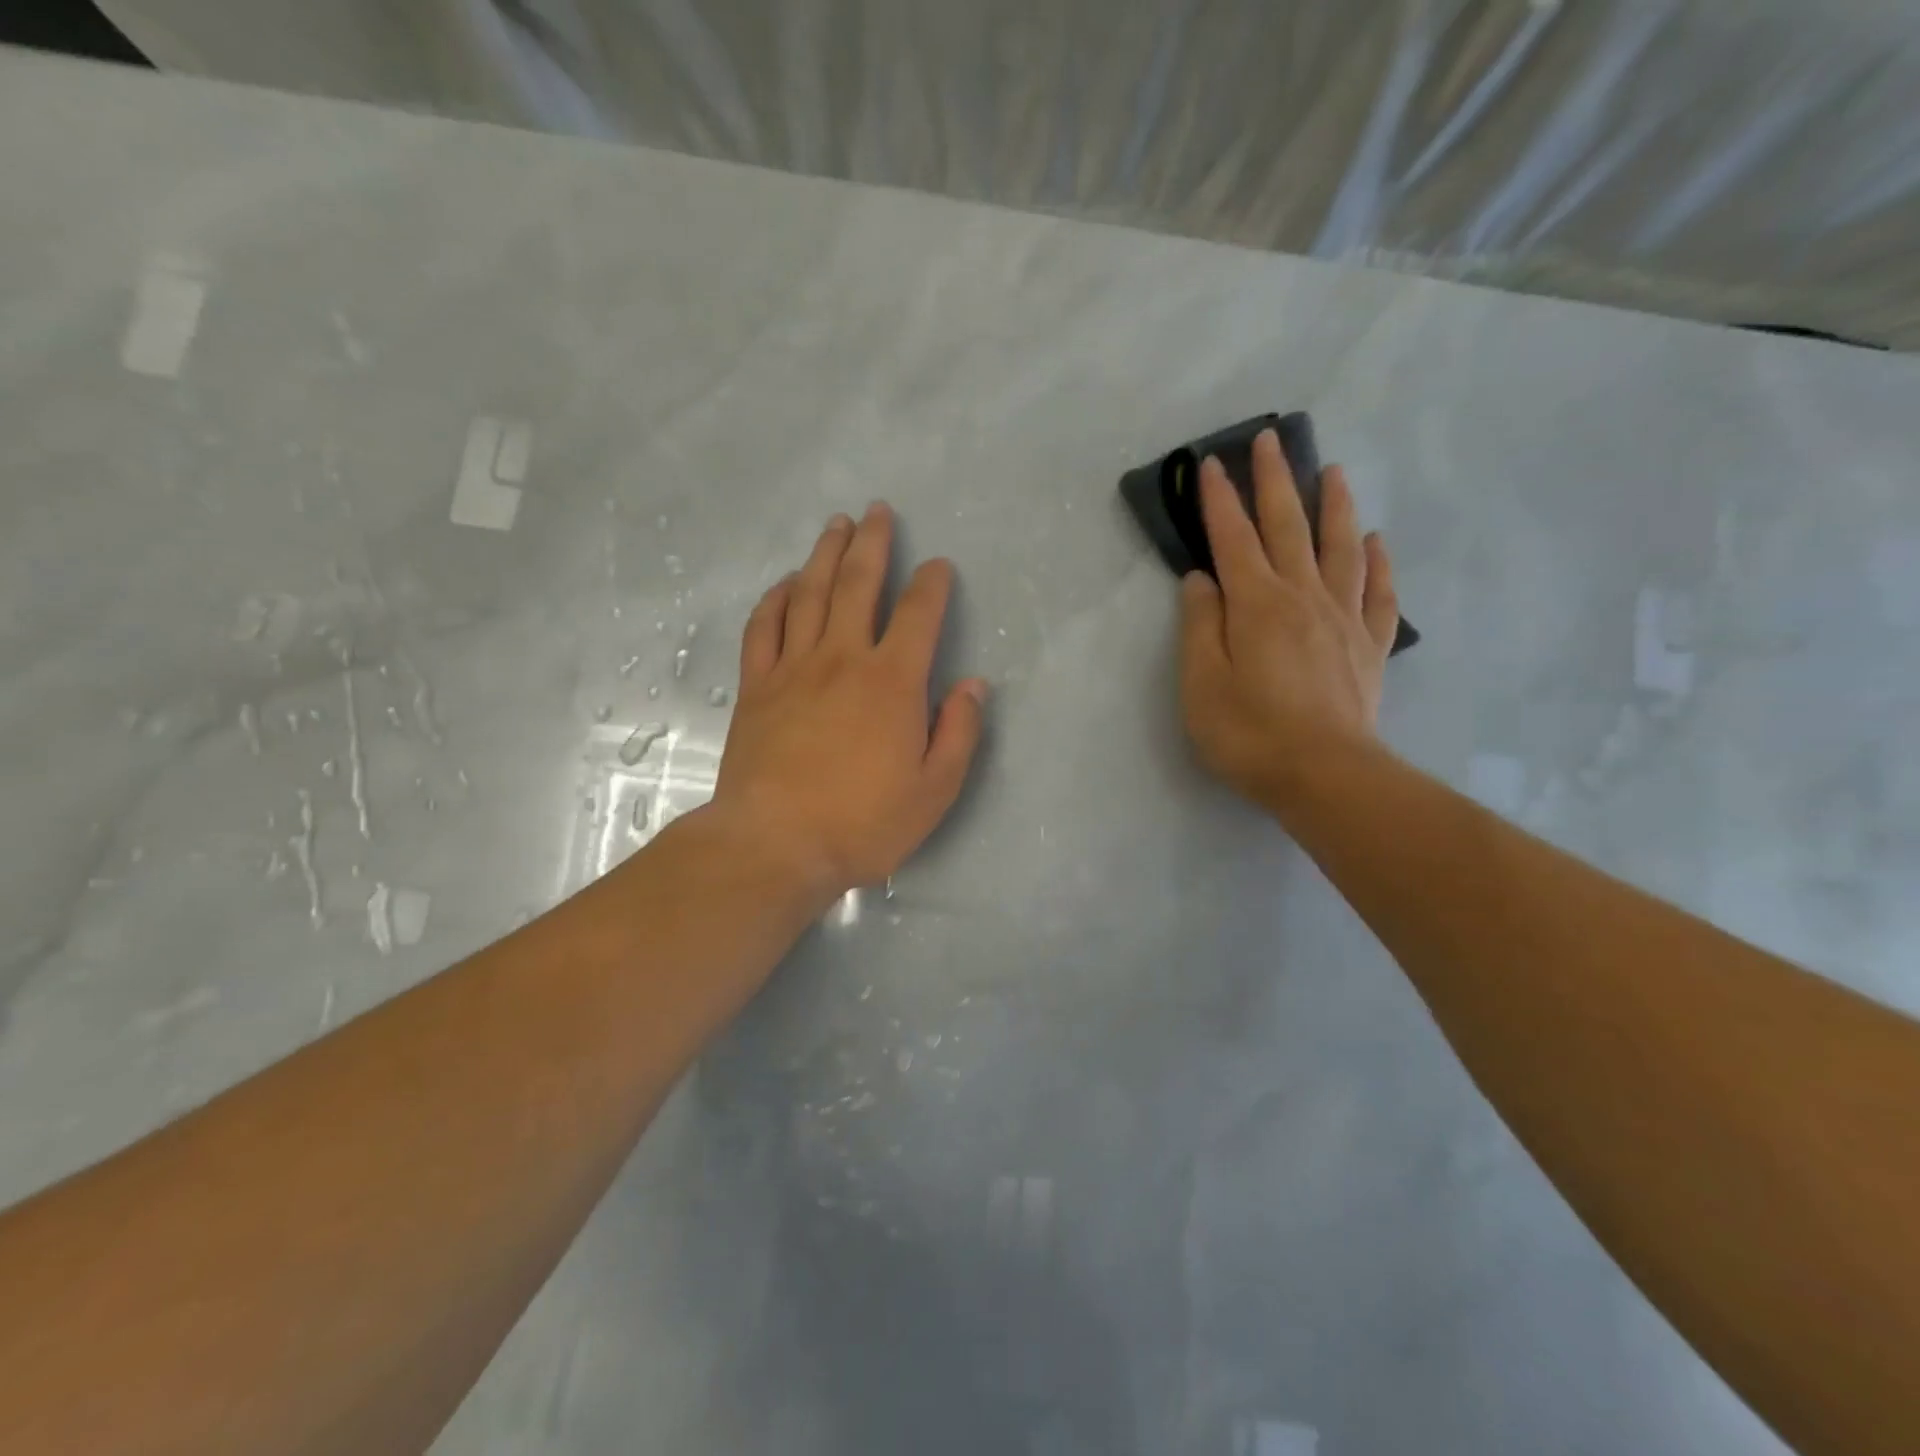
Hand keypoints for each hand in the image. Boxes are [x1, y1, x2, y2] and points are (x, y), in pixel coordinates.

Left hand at [709, 504, 987, 909]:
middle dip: (873, 543)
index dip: (932, 584)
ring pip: (810, 593)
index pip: (919, 614)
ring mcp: (794, 668)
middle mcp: (843, 658)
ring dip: (825, 554)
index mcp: (893, 682)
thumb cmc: (863, 822)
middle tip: (877, 511)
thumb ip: (959, 733)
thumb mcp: (934, 790)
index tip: (938, 566)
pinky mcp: (757, 686)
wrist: (775, 844)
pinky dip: (777, 597)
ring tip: (836, 525)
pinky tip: (787, 583)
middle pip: (859, 584)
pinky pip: (764, 626)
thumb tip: (974, 685)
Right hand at [1179, 429, 1399, 815]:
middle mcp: (1302, 597)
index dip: (1219, 500)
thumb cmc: (1249, 733)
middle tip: (1270, 440)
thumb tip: (1201, 579)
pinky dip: (1377, 562)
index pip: (1232, 538)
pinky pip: (1377, 592)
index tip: (1210, 463)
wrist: (1325, 776)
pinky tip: (1375, 542)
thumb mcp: (1202, 684)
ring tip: (1334, 470)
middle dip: (1275, 481)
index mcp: (1256, 604)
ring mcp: (1342, 619)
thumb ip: (1200, 626)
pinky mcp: (1368, 646)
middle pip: (1288, 527)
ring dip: (1334, 505)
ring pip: (1340, 547)